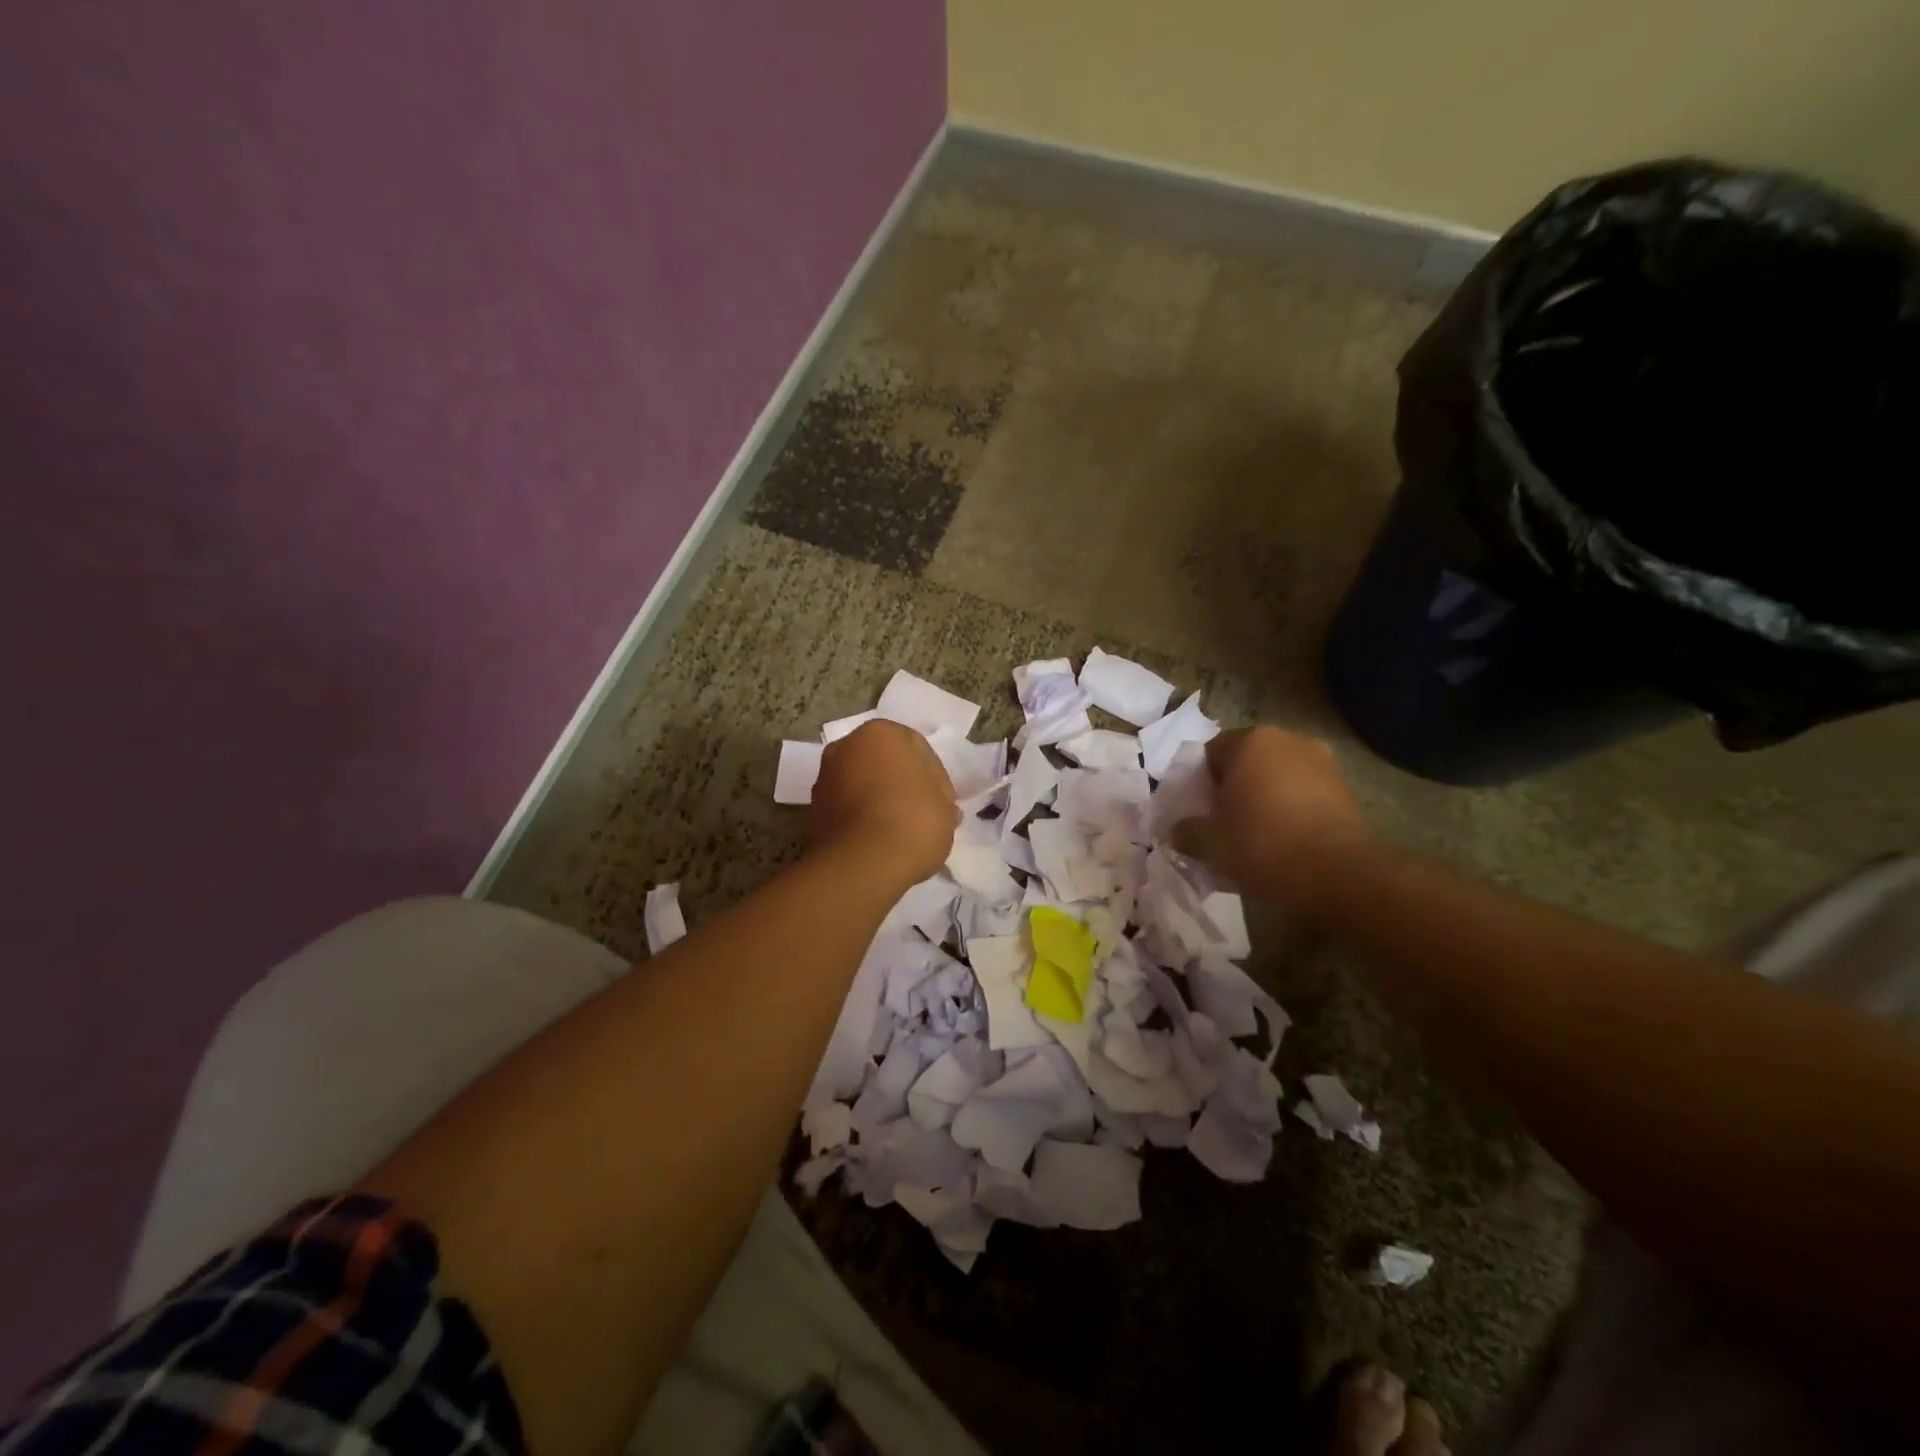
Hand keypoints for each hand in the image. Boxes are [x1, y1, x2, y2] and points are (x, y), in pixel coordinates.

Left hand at [808, 721, 958, 884]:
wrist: (861, 864)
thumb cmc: (913, 821)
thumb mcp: (946, 804)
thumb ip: (940, 794)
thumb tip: (934, 801)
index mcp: (880, 733)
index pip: (917, 748)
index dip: (933, 776)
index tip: (941, 802)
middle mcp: (845, 747)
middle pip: (883, 763)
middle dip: (900, 783)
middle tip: (921, 813)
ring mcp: (824, 779)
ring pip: (862, 786)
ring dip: (878, 801)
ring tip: (899, 833)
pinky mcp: (812, 812)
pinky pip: (847, 810)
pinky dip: (860, 820)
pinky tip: (878, 842)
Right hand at [1173, 726, 1376, 911]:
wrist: (1339, 875)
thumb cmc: (1262, 845)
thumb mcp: (1209, 843)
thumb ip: (1185, 831)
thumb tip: (1178, 831)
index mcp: (1250, 741)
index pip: (1209, 754)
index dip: (1197, 785)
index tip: (1196, 814)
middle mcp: (1288, 740)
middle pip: (1245, 763)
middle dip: (1232, 790)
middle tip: (1221, 826)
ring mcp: (1322, 763)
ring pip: (1276, 779)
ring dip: (1262, 801)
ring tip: (1254, 838)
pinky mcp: (1345, 790)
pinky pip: (1303, 796)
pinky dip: (1290, 813)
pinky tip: (1283, 844)